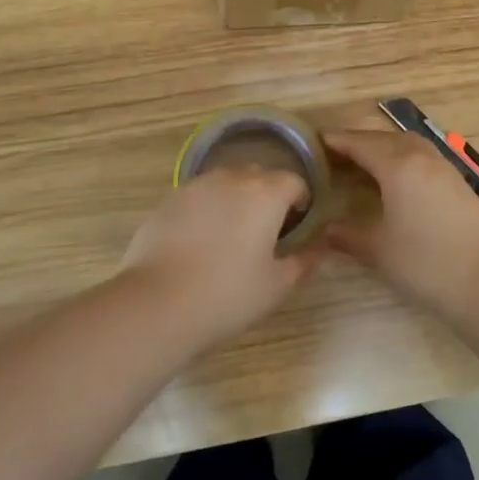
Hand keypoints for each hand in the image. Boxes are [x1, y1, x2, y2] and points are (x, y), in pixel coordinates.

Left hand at [118, 168, 320, 347]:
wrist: (157, 303)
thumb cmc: (228, 294)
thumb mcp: (277, 285)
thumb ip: (304, 262)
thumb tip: (321, 248)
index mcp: (266, 193)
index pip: (294, 181)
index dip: (300, 201)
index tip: (296, 226)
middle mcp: (232, 178)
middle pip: (259, 176)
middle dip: (267, 196)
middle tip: (265, 232)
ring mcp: (196, 185)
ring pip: (226, 182)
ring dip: (235, 200)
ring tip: (230, 236)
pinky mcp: (168, 199)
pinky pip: (198, 196)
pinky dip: (206, 210)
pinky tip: (198, 243)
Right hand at [322, 129, 478, 323]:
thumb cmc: (425, 264)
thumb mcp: (378, 250)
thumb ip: (347, 235)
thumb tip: (323, 230)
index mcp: (398, 165)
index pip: (361, 144)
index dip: (337, 141)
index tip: (316, 141)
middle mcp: (422, 157)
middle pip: (385, 138)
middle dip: (360, 141)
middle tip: (336, 153)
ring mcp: (445, 168)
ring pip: (408, 143)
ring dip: (385, 146)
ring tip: (365, 162)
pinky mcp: (459, 183)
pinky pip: (424, 156)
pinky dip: (404, 157)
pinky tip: (398, 179)